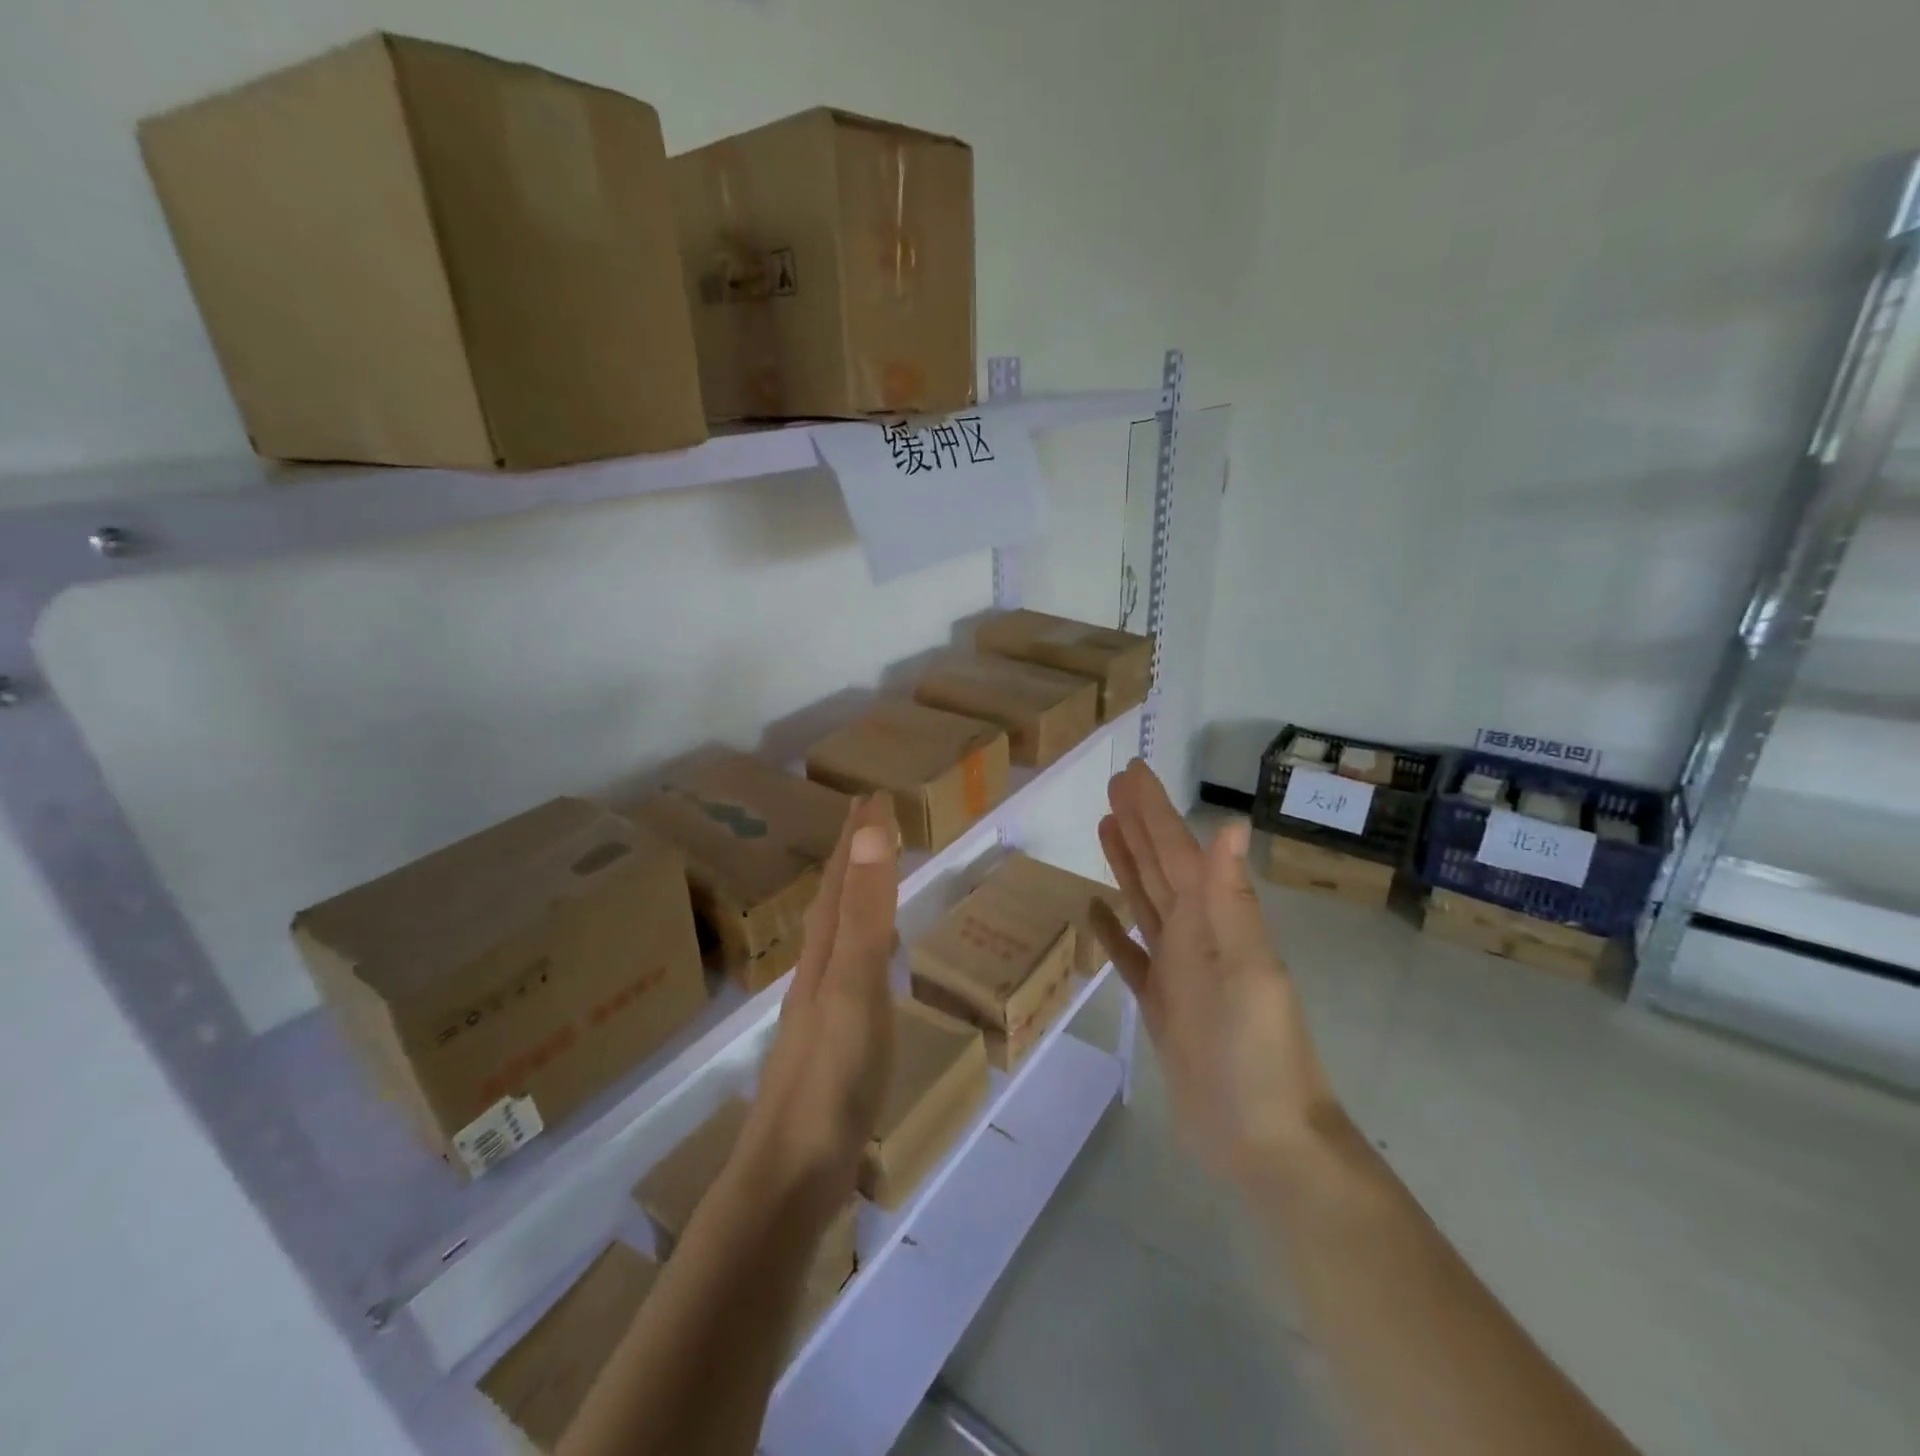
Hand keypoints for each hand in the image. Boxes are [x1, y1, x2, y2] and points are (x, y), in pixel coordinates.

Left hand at [738, 794, 898, 1218]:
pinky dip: (856, 949)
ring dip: (850, 898)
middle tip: (866, 820)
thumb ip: (866, 913)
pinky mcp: (828, 1045)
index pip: (843, 878)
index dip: (857, 835)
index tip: (869, 794)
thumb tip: (868, 831)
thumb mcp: (856, 988)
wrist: (789, 1178)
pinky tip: (861, 965)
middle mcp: (816, 972)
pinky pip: (843, 972)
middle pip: (832, 900)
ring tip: (864, 877)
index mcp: (825, 953)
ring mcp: (818, 1011)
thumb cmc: (831, 1079)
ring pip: (833, 935)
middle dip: (850, 857)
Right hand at [1089, 761, 1335, 1182]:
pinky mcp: (1161, 1006)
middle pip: (1158, 868)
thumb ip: (1232, 901)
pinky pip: (1130, 957)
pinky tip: (1094, 911)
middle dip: (1138, 825)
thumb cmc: (1260, 1056)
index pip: (1177, 852)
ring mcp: (1178, 971)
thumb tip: (1232, 825)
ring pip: (1144, 902)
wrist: (1265, 1143)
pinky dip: (1112, 931)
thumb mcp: (1250, 972)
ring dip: (1126, 864)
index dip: (1154, 811)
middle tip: (1114, 786)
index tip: (1132, 773)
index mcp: (1214, 922)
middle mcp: (1195, 936)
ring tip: (1104, 828)